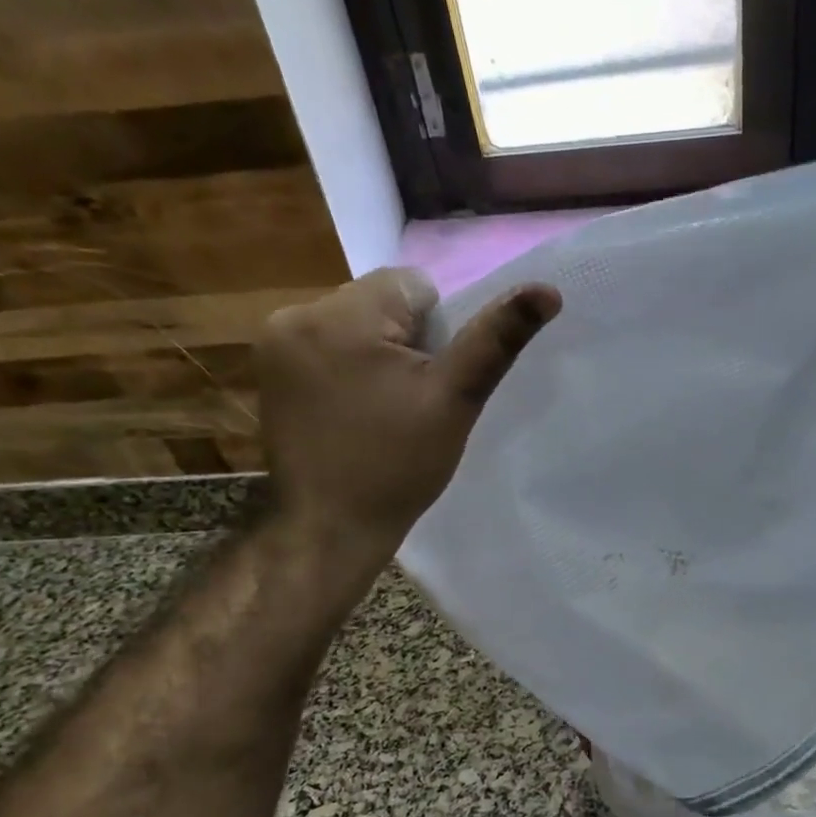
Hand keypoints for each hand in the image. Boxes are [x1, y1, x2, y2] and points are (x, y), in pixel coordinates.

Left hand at [256, 267, 560, 542]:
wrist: (330, 530)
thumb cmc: (396, 466)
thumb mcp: (455, 400)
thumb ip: (495, 340)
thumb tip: (547, 290)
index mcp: (339, 316)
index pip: (412, 286)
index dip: (436, 333)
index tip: (429, 382)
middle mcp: (295, 315)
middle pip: (379, 302)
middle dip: (404, 341)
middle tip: (409, 400)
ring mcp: (274, 344)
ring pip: (354, 324)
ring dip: (376, 354)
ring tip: (382, 409)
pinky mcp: (268, 370)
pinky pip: (327, 347)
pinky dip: (349, 368)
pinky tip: (353, 411)